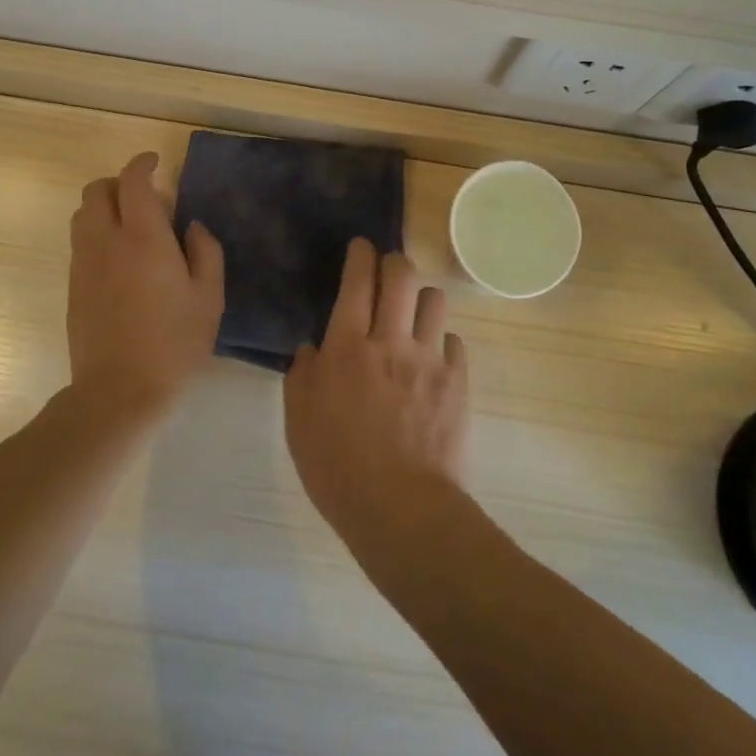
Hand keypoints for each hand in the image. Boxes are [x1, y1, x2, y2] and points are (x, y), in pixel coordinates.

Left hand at [67, 152, 224, 420]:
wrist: (119, 391)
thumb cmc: (174, 342)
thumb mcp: (209, 297)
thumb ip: (206, 251)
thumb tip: (191, 226)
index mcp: (143, 237)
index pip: (133, 181)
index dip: (143, 163)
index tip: (156, 163)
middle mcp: (106, 241)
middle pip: (97, 190)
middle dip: (119, 182)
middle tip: (147, 198)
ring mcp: (83, 264)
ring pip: (82, 214)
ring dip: (104, 207)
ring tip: (132, 228)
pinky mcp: (73, 286)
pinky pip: (80, 241)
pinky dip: (96, 232)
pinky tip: (120, 260)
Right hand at [284, 240, 469, 544]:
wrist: (402, 509)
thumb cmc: (338, 468)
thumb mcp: (298, 423)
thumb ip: (301, 376)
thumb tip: (312, 349)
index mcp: (347, 346)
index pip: (357, 281)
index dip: (360, 255)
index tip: (361, 246)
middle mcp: (390, 340)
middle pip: (401, 275)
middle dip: (394, 262)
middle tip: (387, 269)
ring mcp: (428, 358)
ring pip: (434, 300)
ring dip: (421, 299)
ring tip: (413, 314)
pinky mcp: (457, 381)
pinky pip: (455, 341)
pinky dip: (442, 342)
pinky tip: (433, 359)